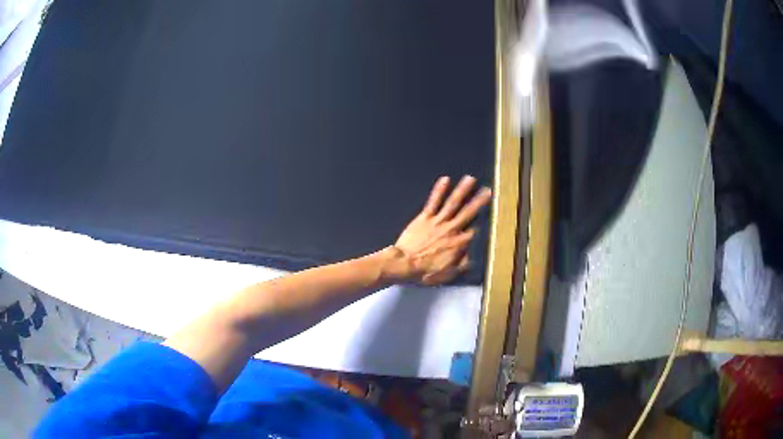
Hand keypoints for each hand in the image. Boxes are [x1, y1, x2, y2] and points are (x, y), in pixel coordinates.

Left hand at [390, 175, 491, 284]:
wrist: (404, 264)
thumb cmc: (426, 271)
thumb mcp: (449, 274)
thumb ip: (463, 264)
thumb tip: (473, 256)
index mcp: (459, 243)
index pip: (475, 231)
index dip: (483, 223)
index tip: (492, 215)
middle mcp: (452, 229)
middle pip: (468, 212)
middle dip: (479, 201)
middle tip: (488, 190)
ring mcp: (438, 221)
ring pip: (453, 203)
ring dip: (462, 190)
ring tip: (470, 178)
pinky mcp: (425, 217)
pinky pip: (433, 201)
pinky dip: (439, 190)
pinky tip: (445, 179)